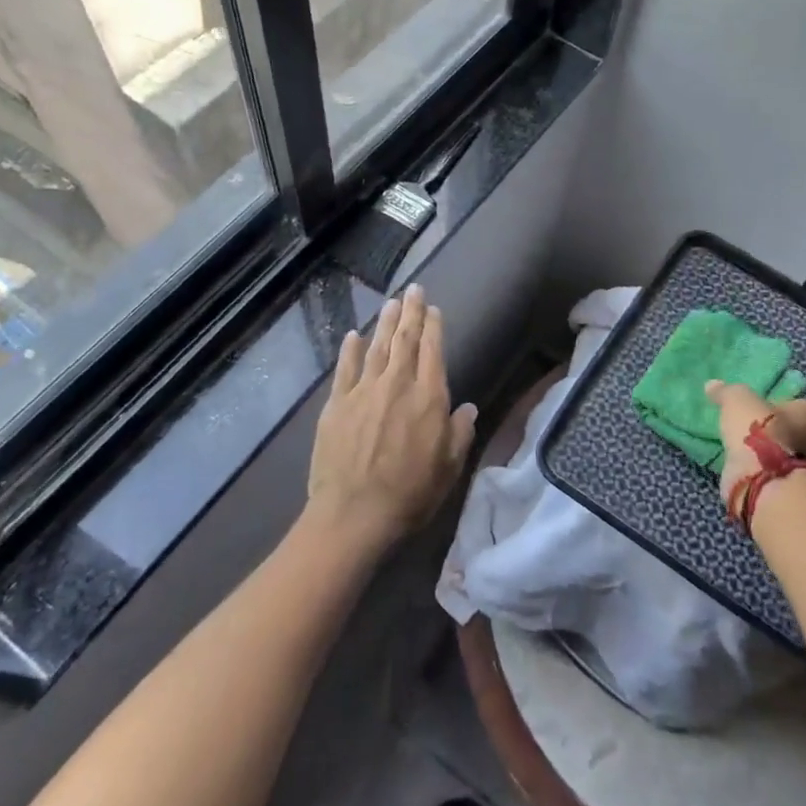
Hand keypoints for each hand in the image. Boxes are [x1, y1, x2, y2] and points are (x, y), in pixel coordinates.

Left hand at [306, 285, 477, 557]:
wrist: (353, 515)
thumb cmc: (410, 494)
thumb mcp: (449, 468)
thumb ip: (460, 432)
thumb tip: (468, 407)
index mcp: (428, 397)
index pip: (433, 351)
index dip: (433, 326)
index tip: (432, 307)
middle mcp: (397, 385)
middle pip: (405, 340)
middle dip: (410, 312)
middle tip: (412, 289)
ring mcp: (363, 392)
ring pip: (376, 348)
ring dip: (384, 323)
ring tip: (390, 302)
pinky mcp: (336, 405)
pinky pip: (344, 369)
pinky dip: (350, 349)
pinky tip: (354, 334)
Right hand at [705, 380, 805, 520]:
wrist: (764, 481)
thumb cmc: (760, 431)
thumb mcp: (738, 401)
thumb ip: (727, 392)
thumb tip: (712, 385)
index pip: (800, 407)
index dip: (781, 408)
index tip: (761, 412)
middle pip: (798, 434)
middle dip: (778, 435)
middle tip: (753, 434)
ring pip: (790, 459)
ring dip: (772, 458)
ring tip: (745, 454)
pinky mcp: (796, 494)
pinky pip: (778, 479)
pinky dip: (766, 477)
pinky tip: (747, 473)